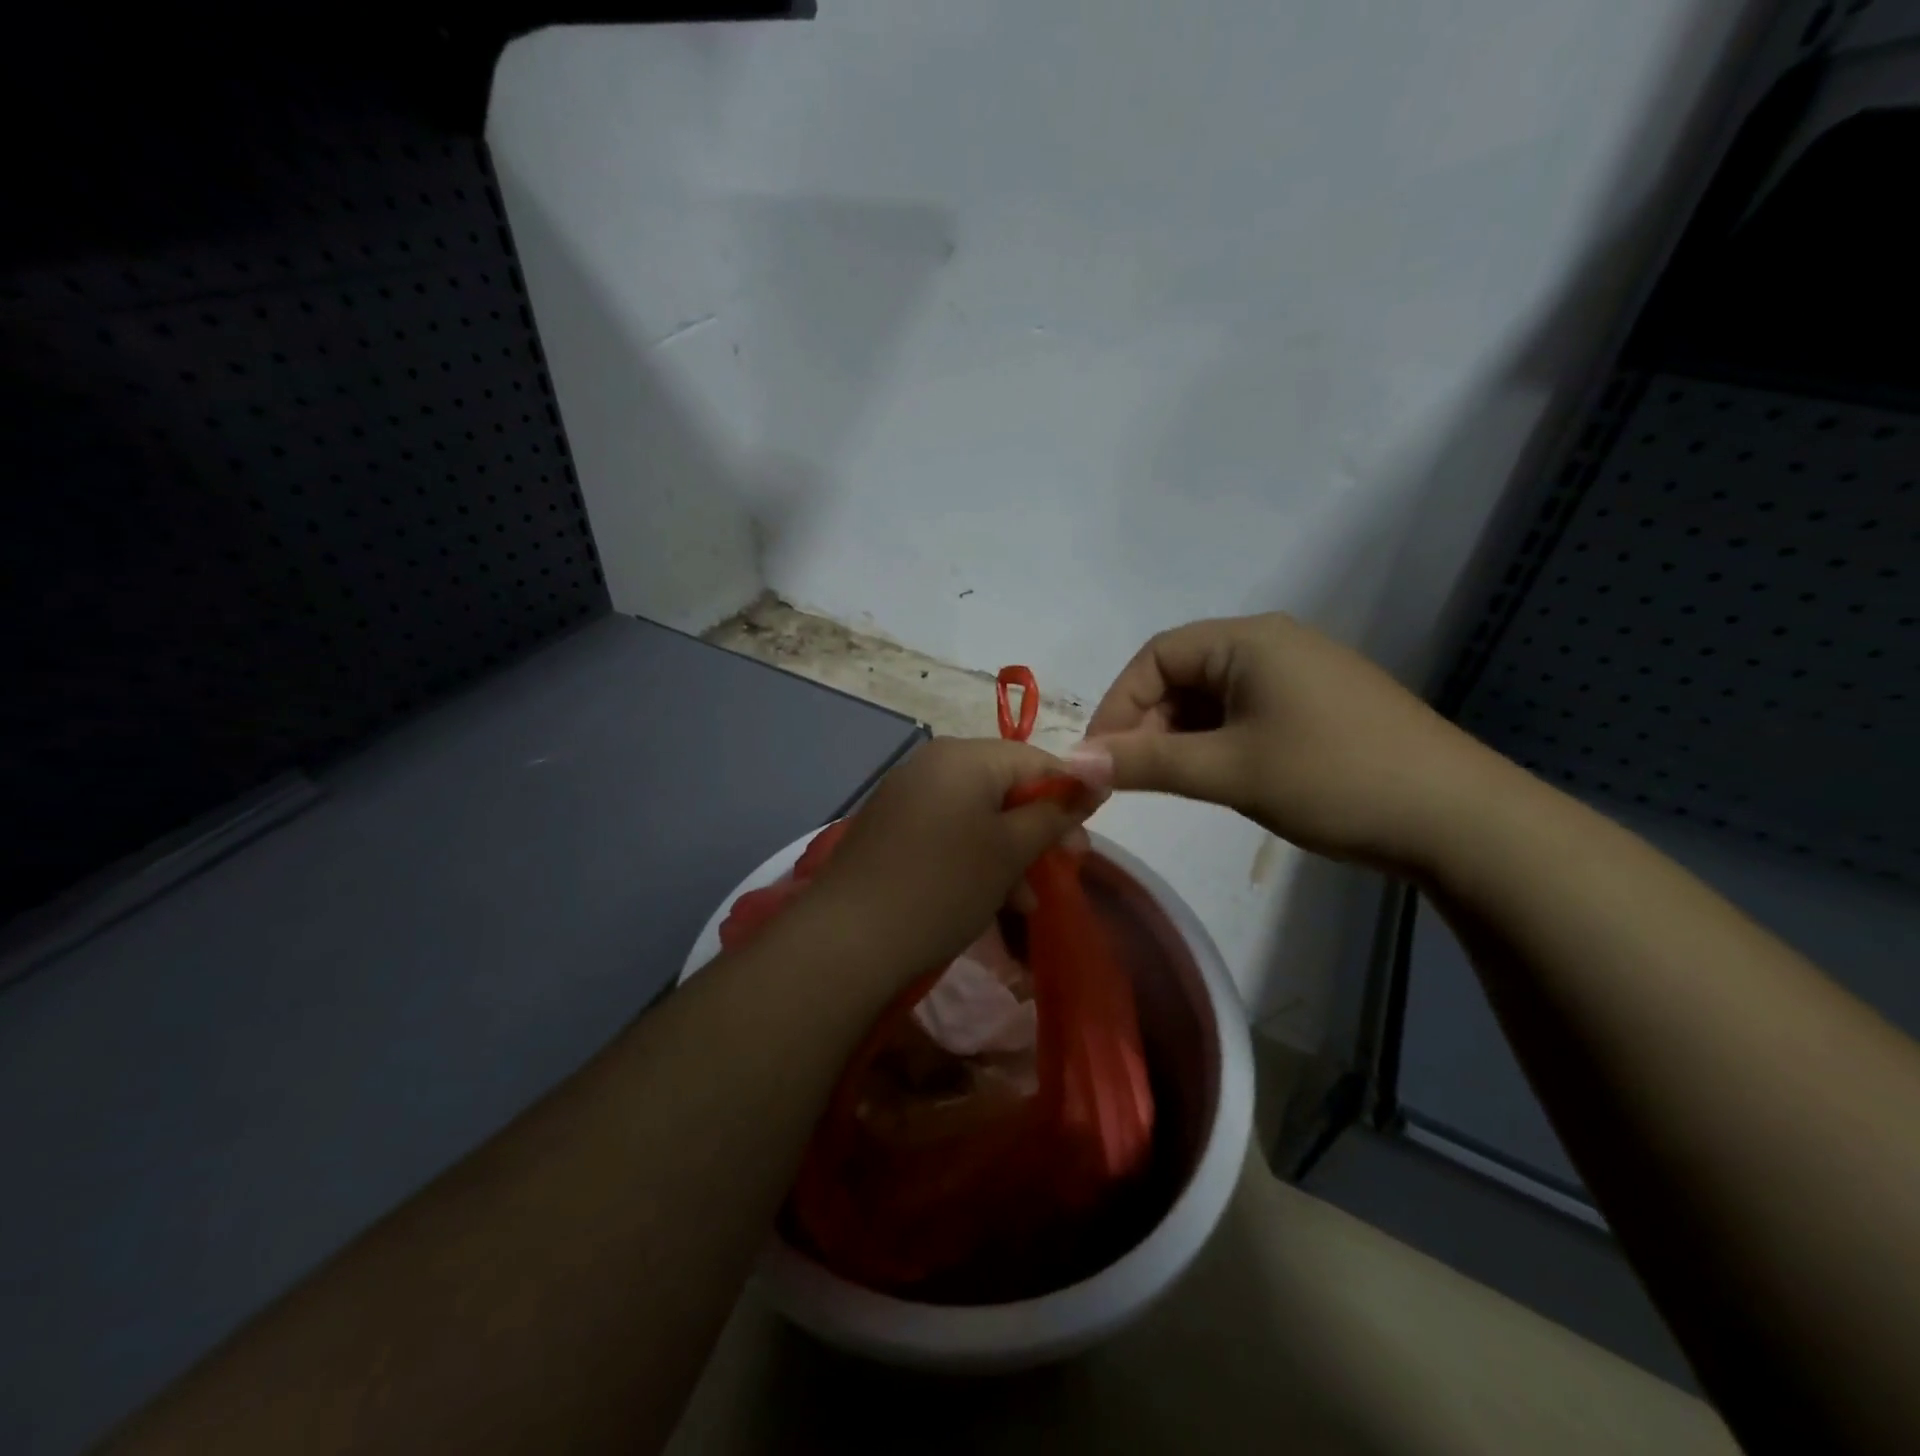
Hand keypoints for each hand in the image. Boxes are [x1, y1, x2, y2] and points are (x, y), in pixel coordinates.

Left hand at [806, 737, 1105, 984]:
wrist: (848, 938)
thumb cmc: (944, 886)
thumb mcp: (1010, 851)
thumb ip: (1055, 812)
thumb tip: (1098, 774)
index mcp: (965, 756)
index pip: (1037, 760)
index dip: (1071, 795)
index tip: (1087, 839)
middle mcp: (934, 762)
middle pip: (1006, 785)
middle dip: (1039, 828)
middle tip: (1066, 867)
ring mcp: (908, 793)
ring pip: (979, 813)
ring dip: (1010, 851)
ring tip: (1028, 899)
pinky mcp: (892, 825)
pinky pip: (949, 828)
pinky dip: (975, 855)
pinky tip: (991, 897)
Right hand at [1079, 614, 1500, 871]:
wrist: (1458, 820)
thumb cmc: (1333, 779)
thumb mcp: (1229, 770)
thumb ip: (1146, 763)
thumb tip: (1072, 763)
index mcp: (1249, 639)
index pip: (1156, 656)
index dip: (1118, 704)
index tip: (1100, 758)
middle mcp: (1272, 644)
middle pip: (1182, 675)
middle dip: (1147, 724)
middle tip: (1129, 778)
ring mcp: (1299, 675)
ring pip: (1211, 699)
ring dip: (1180, 737)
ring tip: (1169, 783)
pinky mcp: (1317, 707)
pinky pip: (1244, 713)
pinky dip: (1215, 742)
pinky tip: (1214, 777)